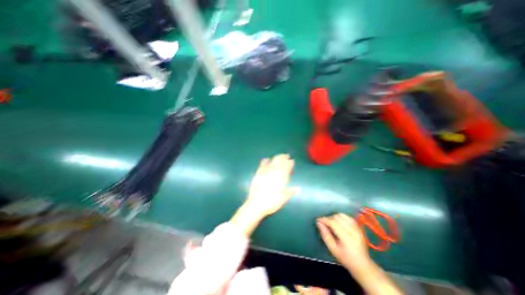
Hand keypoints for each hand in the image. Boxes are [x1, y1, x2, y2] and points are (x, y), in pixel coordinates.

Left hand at [245, 154, 296, 215]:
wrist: (256, 204)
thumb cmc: (271, 202)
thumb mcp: (283, 198)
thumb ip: (290, 191)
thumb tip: (298, 188)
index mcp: (281, 178)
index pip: (286, 167)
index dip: (290, 163)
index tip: (292, 160)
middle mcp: (273, 172)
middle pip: (279, 161)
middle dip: (283, 157)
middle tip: (286, 156)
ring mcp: (265, 172)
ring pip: (272, 161)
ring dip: (276, 158)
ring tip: (279, 156)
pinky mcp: (258, 173)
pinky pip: (262, 164)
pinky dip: (266, 161)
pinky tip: (267, 159)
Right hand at [314, 213, 370, 270]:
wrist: (362, 264)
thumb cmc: (346, 258)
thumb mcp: (333, 249)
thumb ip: (325, 235)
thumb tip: (319, 223)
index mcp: (347, 238)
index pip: (333, 223)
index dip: (324, 219)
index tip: (318, 220)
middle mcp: (353, 231)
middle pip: (337, 217)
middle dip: (329, 218)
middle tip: (324, 223)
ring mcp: (357, 228)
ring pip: (342, 215)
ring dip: (334, 217)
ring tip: (331, 222)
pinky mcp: (359, 226)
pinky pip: (348, 217)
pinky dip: (341, 217)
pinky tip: (338, 222)